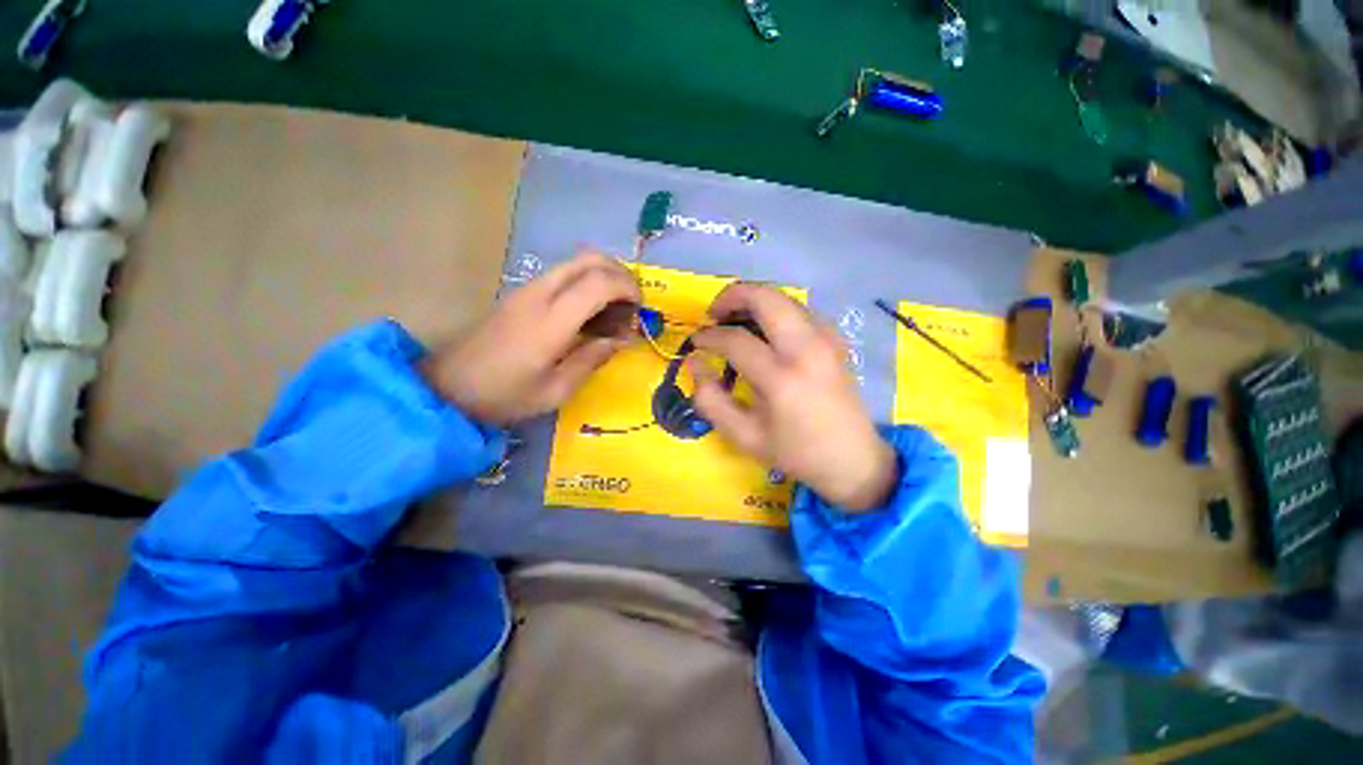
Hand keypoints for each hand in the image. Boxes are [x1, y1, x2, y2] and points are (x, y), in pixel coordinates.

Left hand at [422, 251, 641, 424]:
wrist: (447, 387)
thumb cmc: (504, 396)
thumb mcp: (556, 390)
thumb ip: (592, 359)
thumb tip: (621, 339)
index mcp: (551, 321)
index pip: (599, 283)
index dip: (627, 288)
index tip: (639, 309)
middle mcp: (540, 294)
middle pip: (589, 259)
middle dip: (620, 274)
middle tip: (631, 303)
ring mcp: (527, 289)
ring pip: (575, 262)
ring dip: (603, 276)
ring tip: (614, 309)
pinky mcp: (520, 293)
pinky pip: (562, 274)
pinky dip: (586, 282)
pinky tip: (589, 311)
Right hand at [692, 284, 896, 511]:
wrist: (853, 459)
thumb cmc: (795, 452)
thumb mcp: (743, 436)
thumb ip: (710, 399)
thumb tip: (694, 362)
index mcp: (781, 378)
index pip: (735, 340)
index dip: (708, 336)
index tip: (696, 341)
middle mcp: (806, 348)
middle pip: (765, 297)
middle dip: (732, 296)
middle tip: (714, 314)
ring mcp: (826, 339)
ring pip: (784, 297)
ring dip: (754, 300)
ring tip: (735, 320)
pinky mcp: (836, 338)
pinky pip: (800, 309)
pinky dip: (776, 310)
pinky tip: (767, 330)